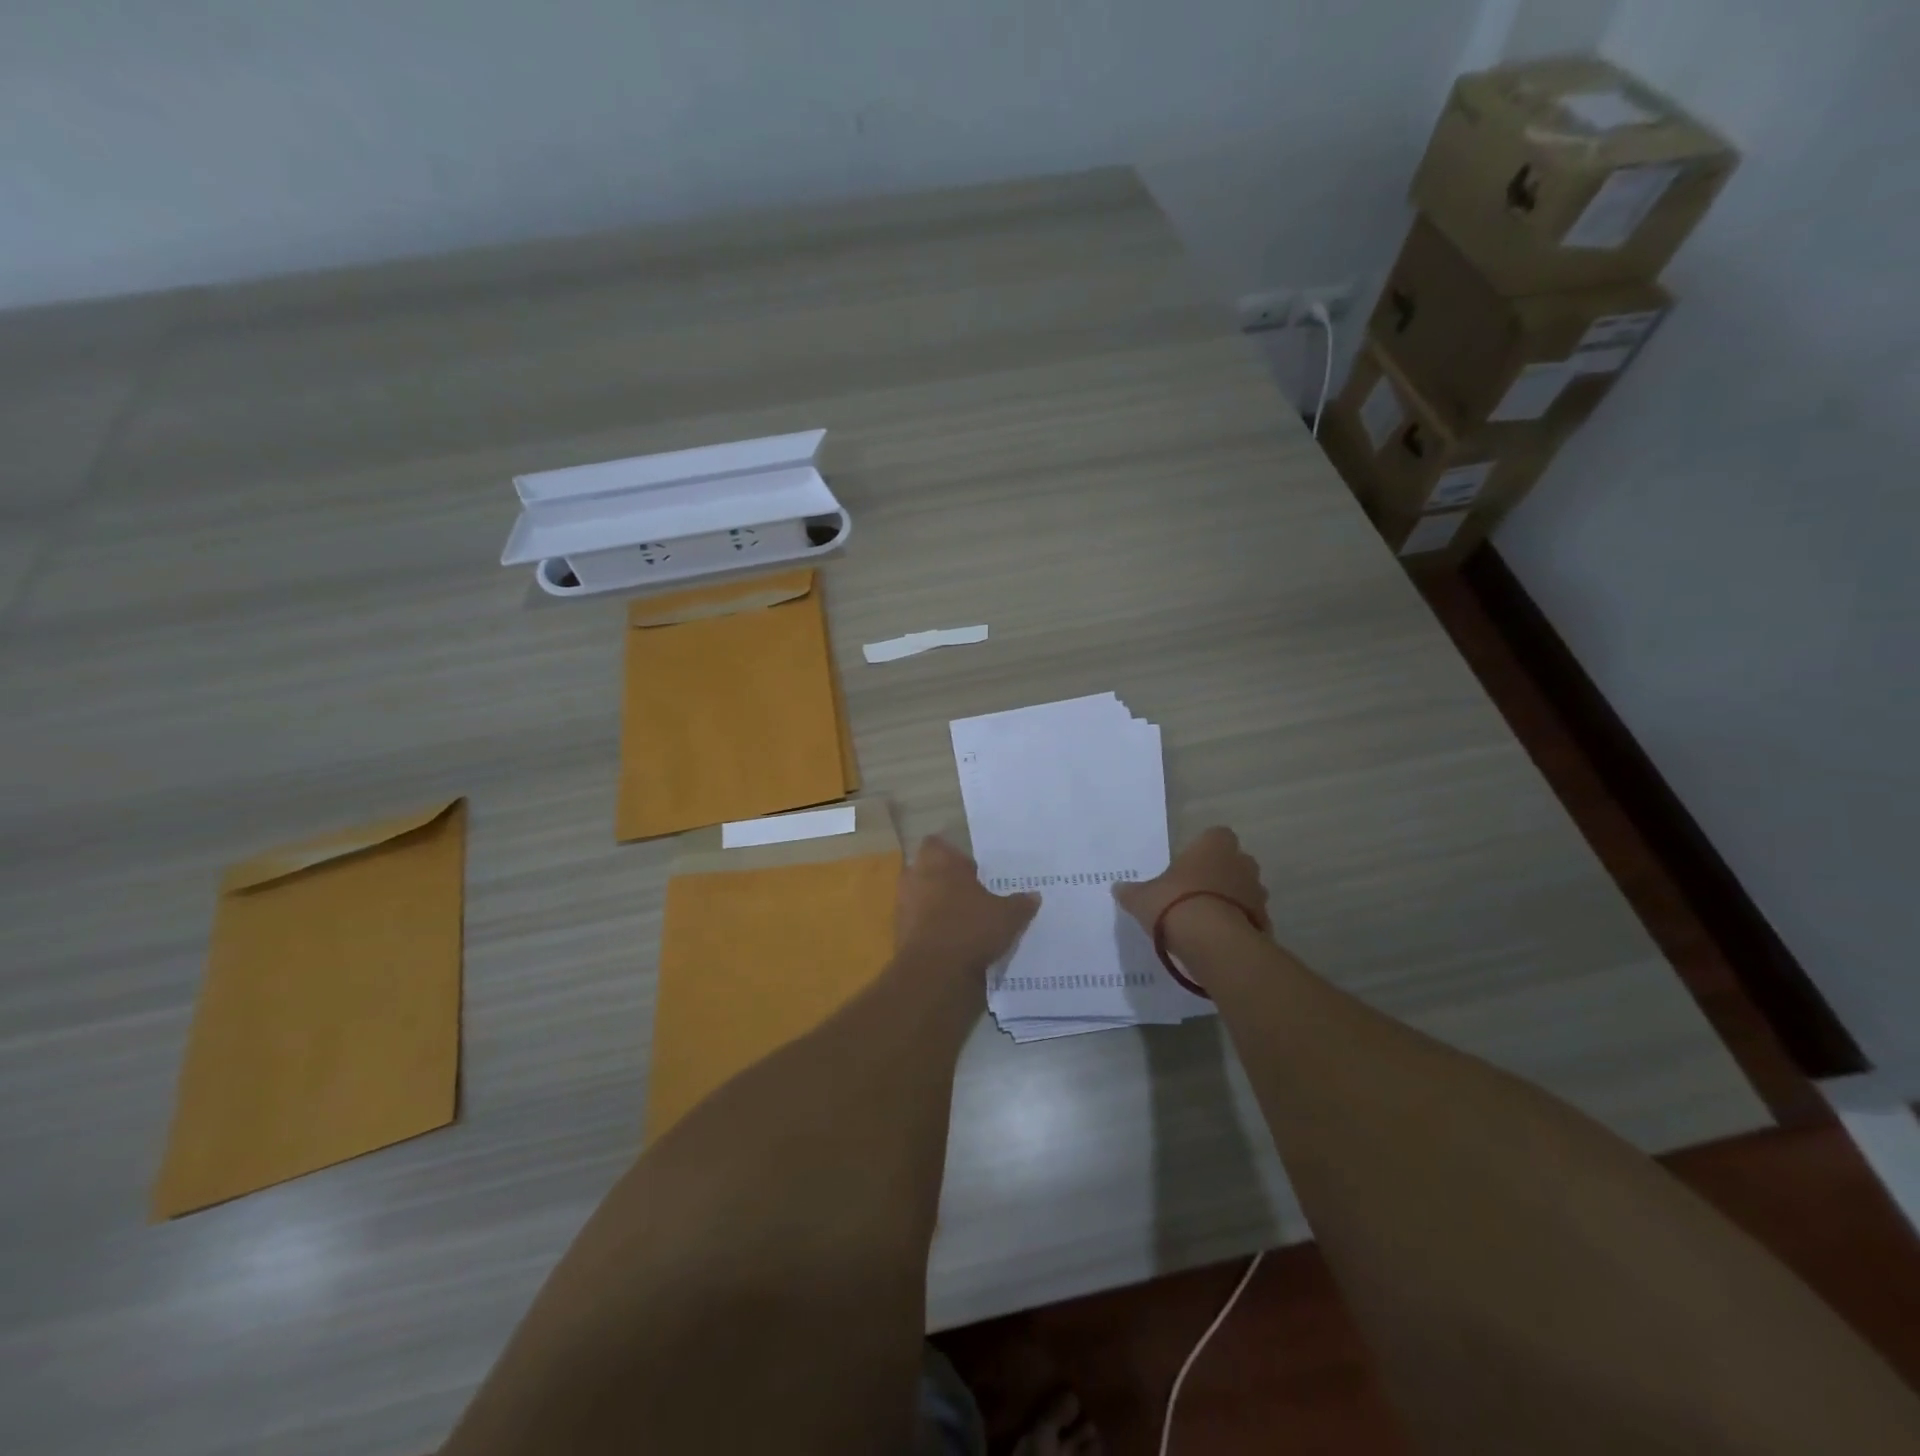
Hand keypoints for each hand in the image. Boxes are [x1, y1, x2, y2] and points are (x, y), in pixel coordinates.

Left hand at [896, 835, 1039, 973]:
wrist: (934, 972)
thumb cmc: (970, 927)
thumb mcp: (1007, 915)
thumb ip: (1020, 903)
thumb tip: (1034, 896)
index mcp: (938, 862)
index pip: (937, 845)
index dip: (953, 856)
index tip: (972, 871)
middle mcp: (915, 877)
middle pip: (928, 872)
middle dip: (946, 882)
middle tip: (972, 896)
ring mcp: (903, 906)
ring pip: (921, 898)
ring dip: (937, 907)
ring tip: (964, 922)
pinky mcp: (899, 934)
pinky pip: (918, 924)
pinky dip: (932, 931)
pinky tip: (953, 944)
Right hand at [1114, 826, 1270, 940]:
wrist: (1213, 943)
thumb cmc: (1175, 904)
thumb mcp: (1142, 898)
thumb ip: (1132, 892)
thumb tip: (1118, 888)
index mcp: (1213, 846)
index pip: (1216, 835)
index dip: (1204, 848)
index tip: (1190, 864)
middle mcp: (1241, 863)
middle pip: (1234, 862)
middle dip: (1220, 874)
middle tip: (1196, 891)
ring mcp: (1257, 893)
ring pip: (1244, 890)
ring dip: (1231, 900)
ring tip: (1206, 919)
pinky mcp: (1264, 922)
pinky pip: (1249, 918)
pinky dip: (1237, 925)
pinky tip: (1217, 939)